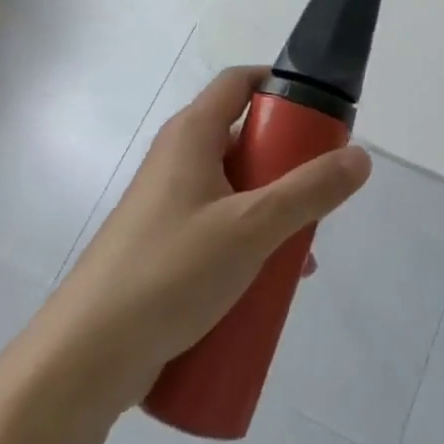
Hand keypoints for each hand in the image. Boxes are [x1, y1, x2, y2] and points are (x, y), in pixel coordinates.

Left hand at [50, 66, 372, 408]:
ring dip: (273, 210)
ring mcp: (168, 207)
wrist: (82, 362)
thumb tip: (361, 157)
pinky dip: (249, 242)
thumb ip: (310, 191)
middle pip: (244, 138)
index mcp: (191, 136)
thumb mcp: (252, 228)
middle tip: (320, 190)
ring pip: (235, 189)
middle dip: (288, 163)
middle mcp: (177, 161)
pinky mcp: (164, 250)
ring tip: (303, 249)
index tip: (321, 114)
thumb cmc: (169, 273)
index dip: (281, 85)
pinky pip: (218, 229)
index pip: (240, 82)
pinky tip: (272, 282)